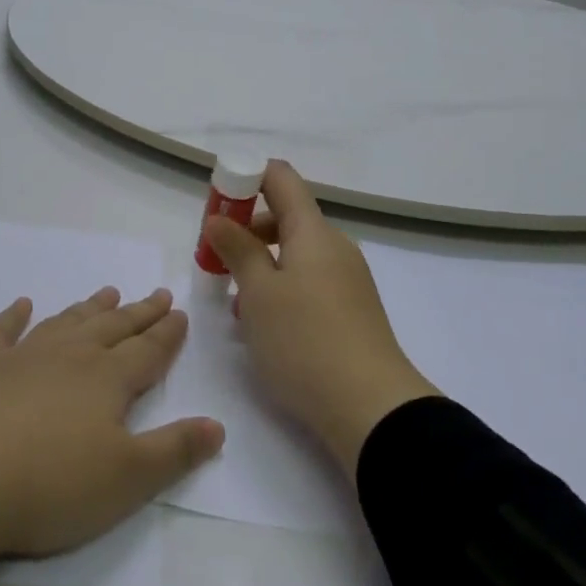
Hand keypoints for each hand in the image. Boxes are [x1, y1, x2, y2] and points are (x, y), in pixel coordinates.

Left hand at [0, 288, 223, 569]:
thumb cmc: (50, 485)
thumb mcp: (127, 480)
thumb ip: (176, 450)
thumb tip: (218, 425)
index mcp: (108, 379)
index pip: (148, 350)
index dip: (167, 333)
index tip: (179, 312)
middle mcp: (70, 355)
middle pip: (112, 327)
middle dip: (138, 312)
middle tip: (156, 293)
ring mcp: (21, 356)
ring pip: (65, 322)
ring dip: (89, 308)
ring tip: (107, 292)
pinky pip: (1, 331)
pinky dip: (13, 316)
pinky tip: (20, 305)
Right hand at [203, 161, 437, 474]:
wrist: (371, 408)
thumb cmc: (305, 341)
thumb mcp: (259, 294)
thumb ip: (237, 250)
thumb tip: (219, 218)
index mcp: (313, 231)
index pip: (280, 178)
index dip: (246, 177)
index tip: (216, 202)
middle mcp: (334, 246)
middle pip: (286, 216)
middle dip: (245, 229)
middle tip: (214, 257)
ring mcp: (346, 279)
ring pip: (294, 254)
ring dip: (260, 264)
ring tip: (233, 300)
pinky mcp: (350, 310)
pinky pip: (308, 281)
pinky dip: (280, 288)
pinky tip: (262, 323)